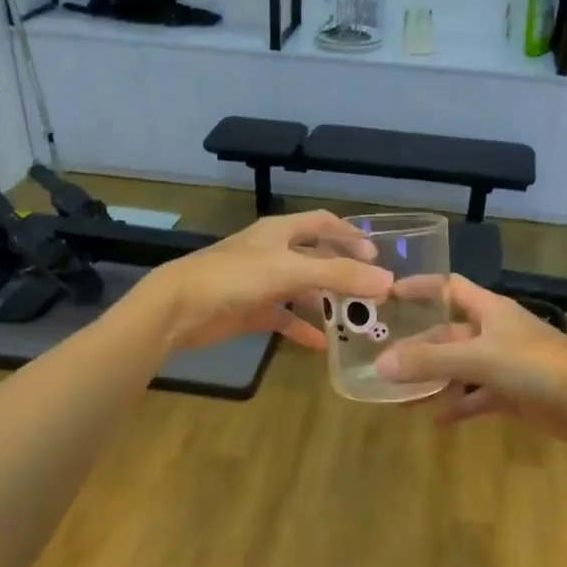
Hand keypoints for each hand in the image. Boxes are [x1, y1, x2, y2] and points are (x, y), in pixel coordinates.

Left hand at [138, 211, 392, 351]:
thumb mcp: (290, 271)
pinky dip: (302, 328)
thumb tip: (388, 281)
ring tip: (354, 318)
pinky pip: (284, 318)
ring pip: (302, 289)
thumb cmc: (233, 277)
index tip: (376, 255)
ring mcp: (260, 282)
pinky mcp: (250, 310)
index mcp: (279, 232)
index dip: (349, 235)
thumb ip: (338, 275)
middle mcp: (272, 252)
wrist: (178, 308)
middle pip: (316, 257)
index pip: (322, 223)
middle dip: (342, 272)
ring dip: (325, 302)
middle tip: (371, 291)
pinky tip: (322, 344)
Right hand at [375, 276, 566, 439]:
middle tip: (383, 361)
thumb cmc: (534, 365)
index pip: (449, 287)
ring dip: (432, 381)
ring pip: (459, 369)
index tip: (388, 294)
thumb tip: (381, 365)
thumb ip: (430, 362)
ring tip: (399, 396)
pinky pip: (475, 398)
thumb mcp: (478, 359)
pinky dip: (457, 407)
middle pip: (447, 334)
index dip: (420, 287)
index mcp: (489, 310)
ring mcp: (503, 364)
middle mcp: (494, 332)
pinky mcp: (512, 394)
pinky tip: (435, 422)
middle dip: (417, 347)